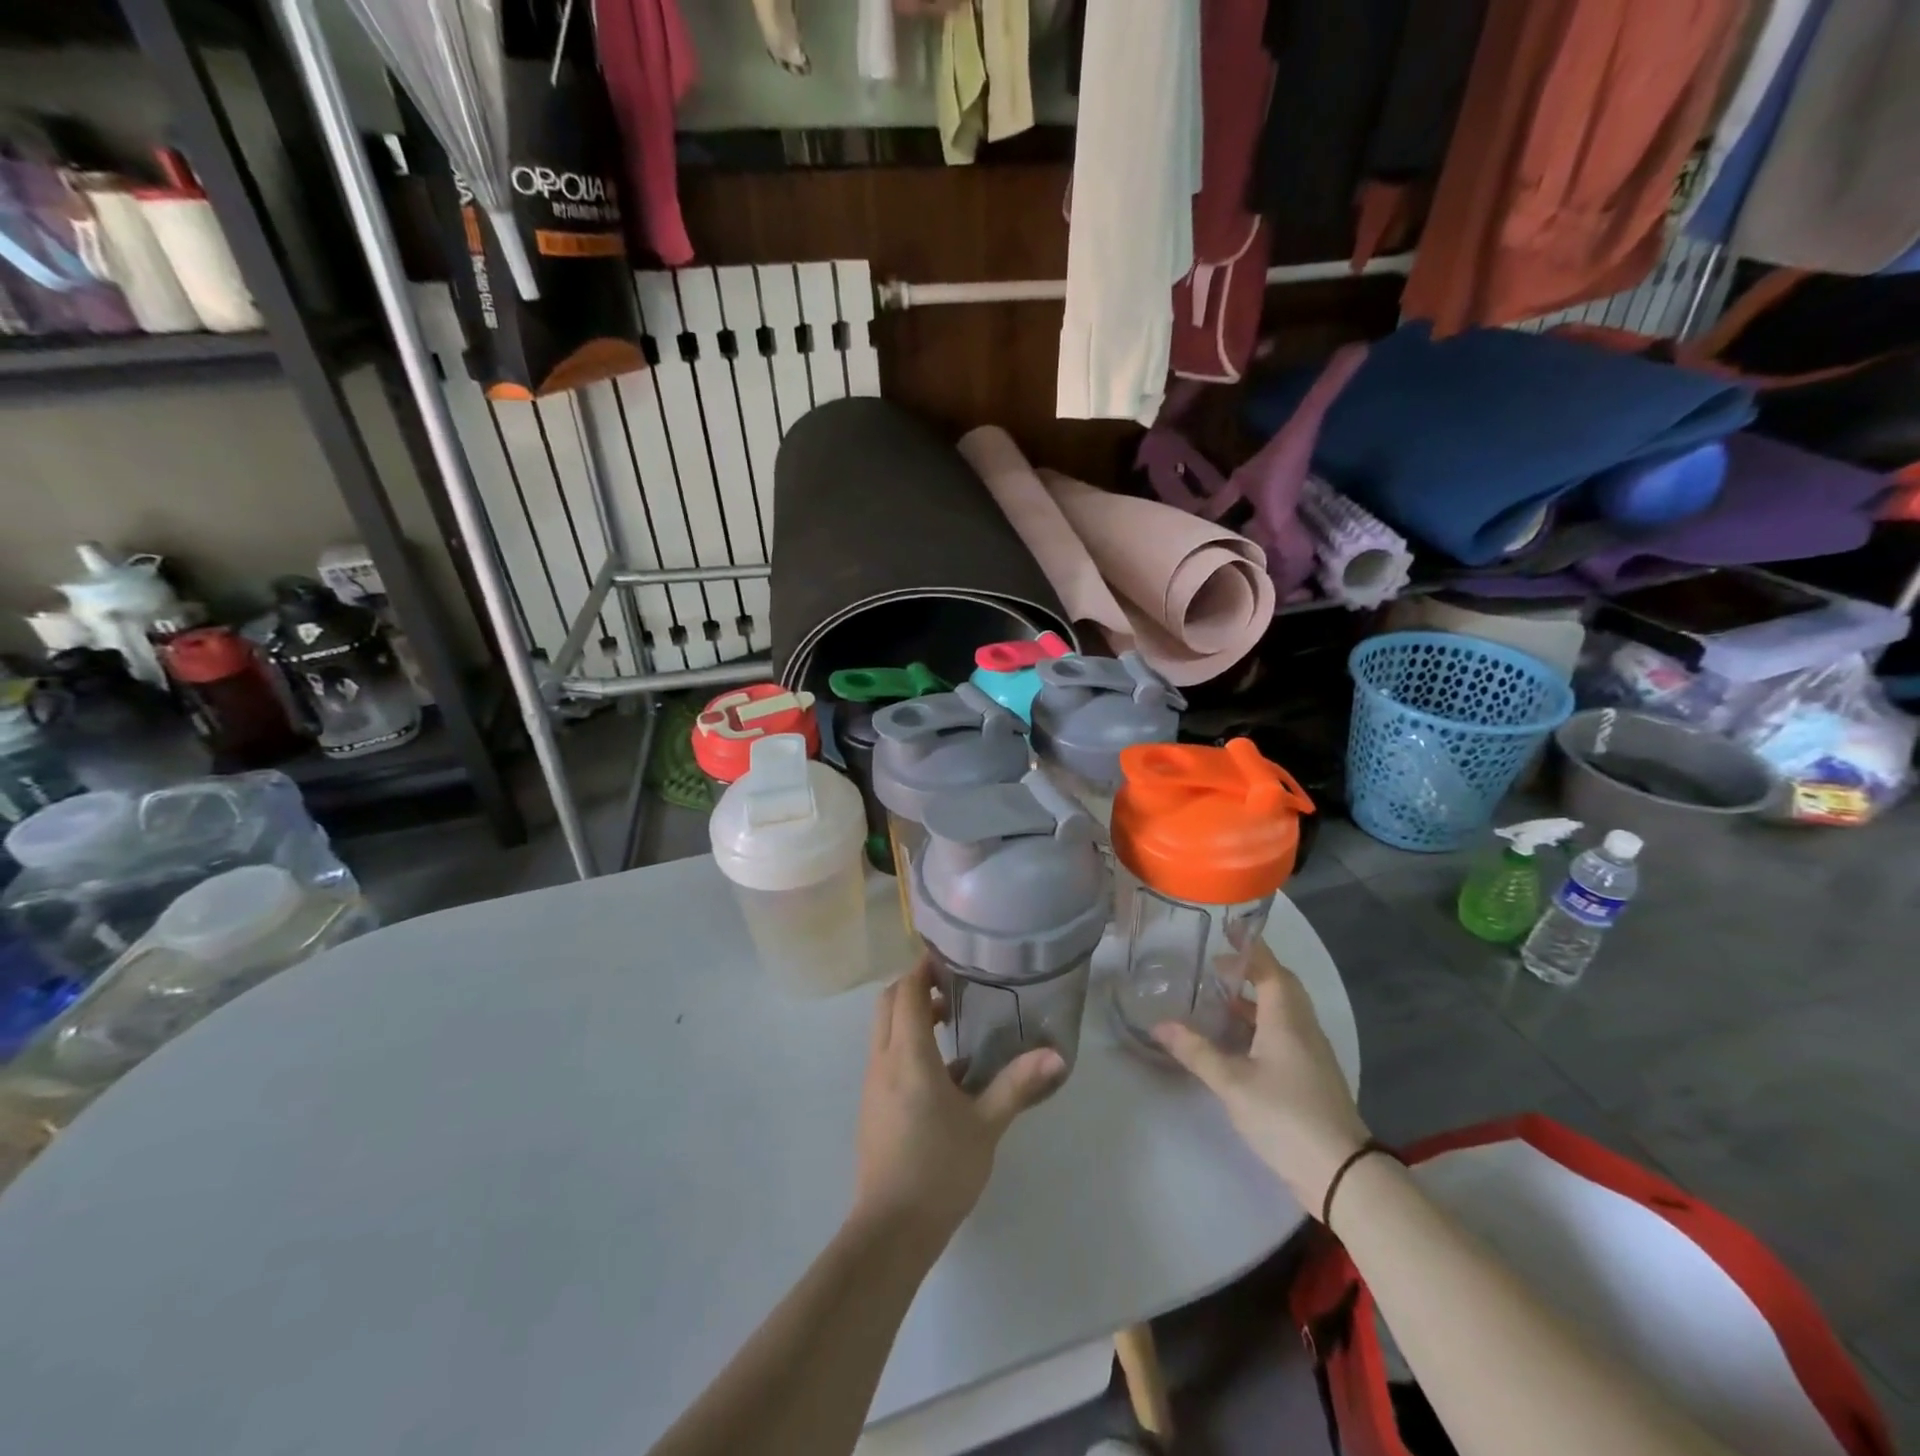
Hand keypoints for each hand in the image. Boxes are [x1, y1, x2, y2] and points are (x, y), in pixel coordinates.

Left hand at [853, 959, 1064, 1247]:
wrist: (891, 1231)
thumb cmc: (940, 1170)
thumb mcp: (985, 1126)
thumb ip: (1017, 1085)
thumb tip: (1057, 1055)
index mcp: (908, 1056)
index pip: (905, 992)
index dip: (922, 968)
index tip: (949, 958)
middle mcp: (883, 1060)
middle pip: (888, 1003)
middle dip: (914, 987)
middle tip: (952, 989)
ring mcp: (873, 1084)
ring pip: (884, 1029)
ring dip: (910, 1017)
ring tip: (952, 1025)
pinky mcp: (872, 1105)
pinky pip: (886, 1056)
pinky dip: (907, 1045)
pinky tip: (945, 1074)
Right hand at [1154, 942, 1370, 1211]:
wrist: (1342, 1174)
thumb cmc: (1286, 1116)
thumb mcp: (1232, 1083)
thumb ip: (1196, 1052)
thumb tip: (1159, 1025)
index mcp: (1286, 1018)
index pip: (1269, 968)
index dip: (1250, 946)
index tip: (1229, 927)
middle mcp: (1302, 1026)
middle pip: (1279, 985)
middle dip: (1251, 970)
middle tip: (1217, 967)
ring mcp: (1311, 1052)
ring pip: (1283, 1010)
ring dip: (1254, 998)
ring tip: (1219, 999)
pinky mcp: (1311, 1074)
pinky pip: (1285, 1032)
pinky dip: (1261, 1023)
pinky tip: (1238, 1040)